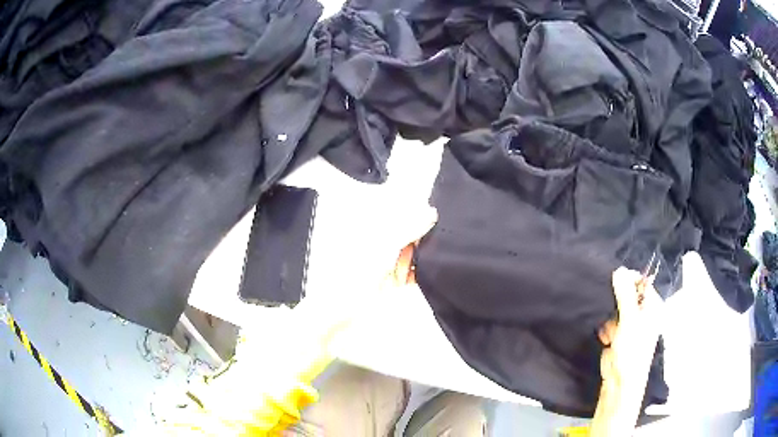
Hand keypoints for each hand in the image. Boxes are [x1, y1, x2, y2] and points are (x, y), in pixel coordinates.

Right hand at [590, 267, 662, 436]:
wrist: (619, 382)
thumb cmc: (632, 350)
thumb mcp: (629, 319)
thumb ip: (625, 294)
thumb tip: (619, 270)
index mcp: (653, 307)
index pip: (642, 283)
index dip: (630, 279)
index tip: (615, 279)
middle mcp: (644, 314)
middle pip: (629, 295)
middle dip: (617, 300)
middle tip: (611, 304)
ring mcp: (631, 325)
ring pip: (617, 308)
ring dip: (611, 316)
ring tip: (611, 329)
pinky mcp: (619, 336)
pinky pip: (611, 322)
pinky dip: (607, 328)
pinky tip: (606, 337)